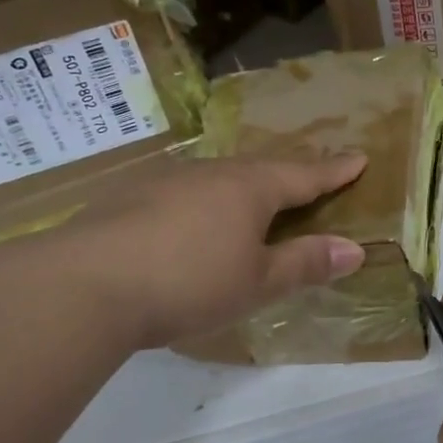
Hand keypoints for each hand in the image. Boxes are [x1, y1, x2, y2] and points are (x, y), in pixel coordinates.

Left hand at [0, 152, 368, 348]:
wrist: (83, 285)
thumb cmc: (188, 282)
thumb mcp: (257, 282)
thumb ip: (305, 263)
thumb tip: (355, 250)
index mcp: (250, 188)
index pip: (304, 175)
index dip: (334, 171)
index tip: (359, 157)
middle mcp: (211, 173)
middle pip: (261, 169)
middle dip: (289, 175)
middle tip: (308, 181)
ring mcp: (165, 181)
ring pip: (218, 178)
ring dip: (243, 188)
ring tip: (252, 202)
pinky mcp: (128, 199)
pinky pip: (183, 192)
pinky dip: (203, 203)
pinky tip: (191, 223)